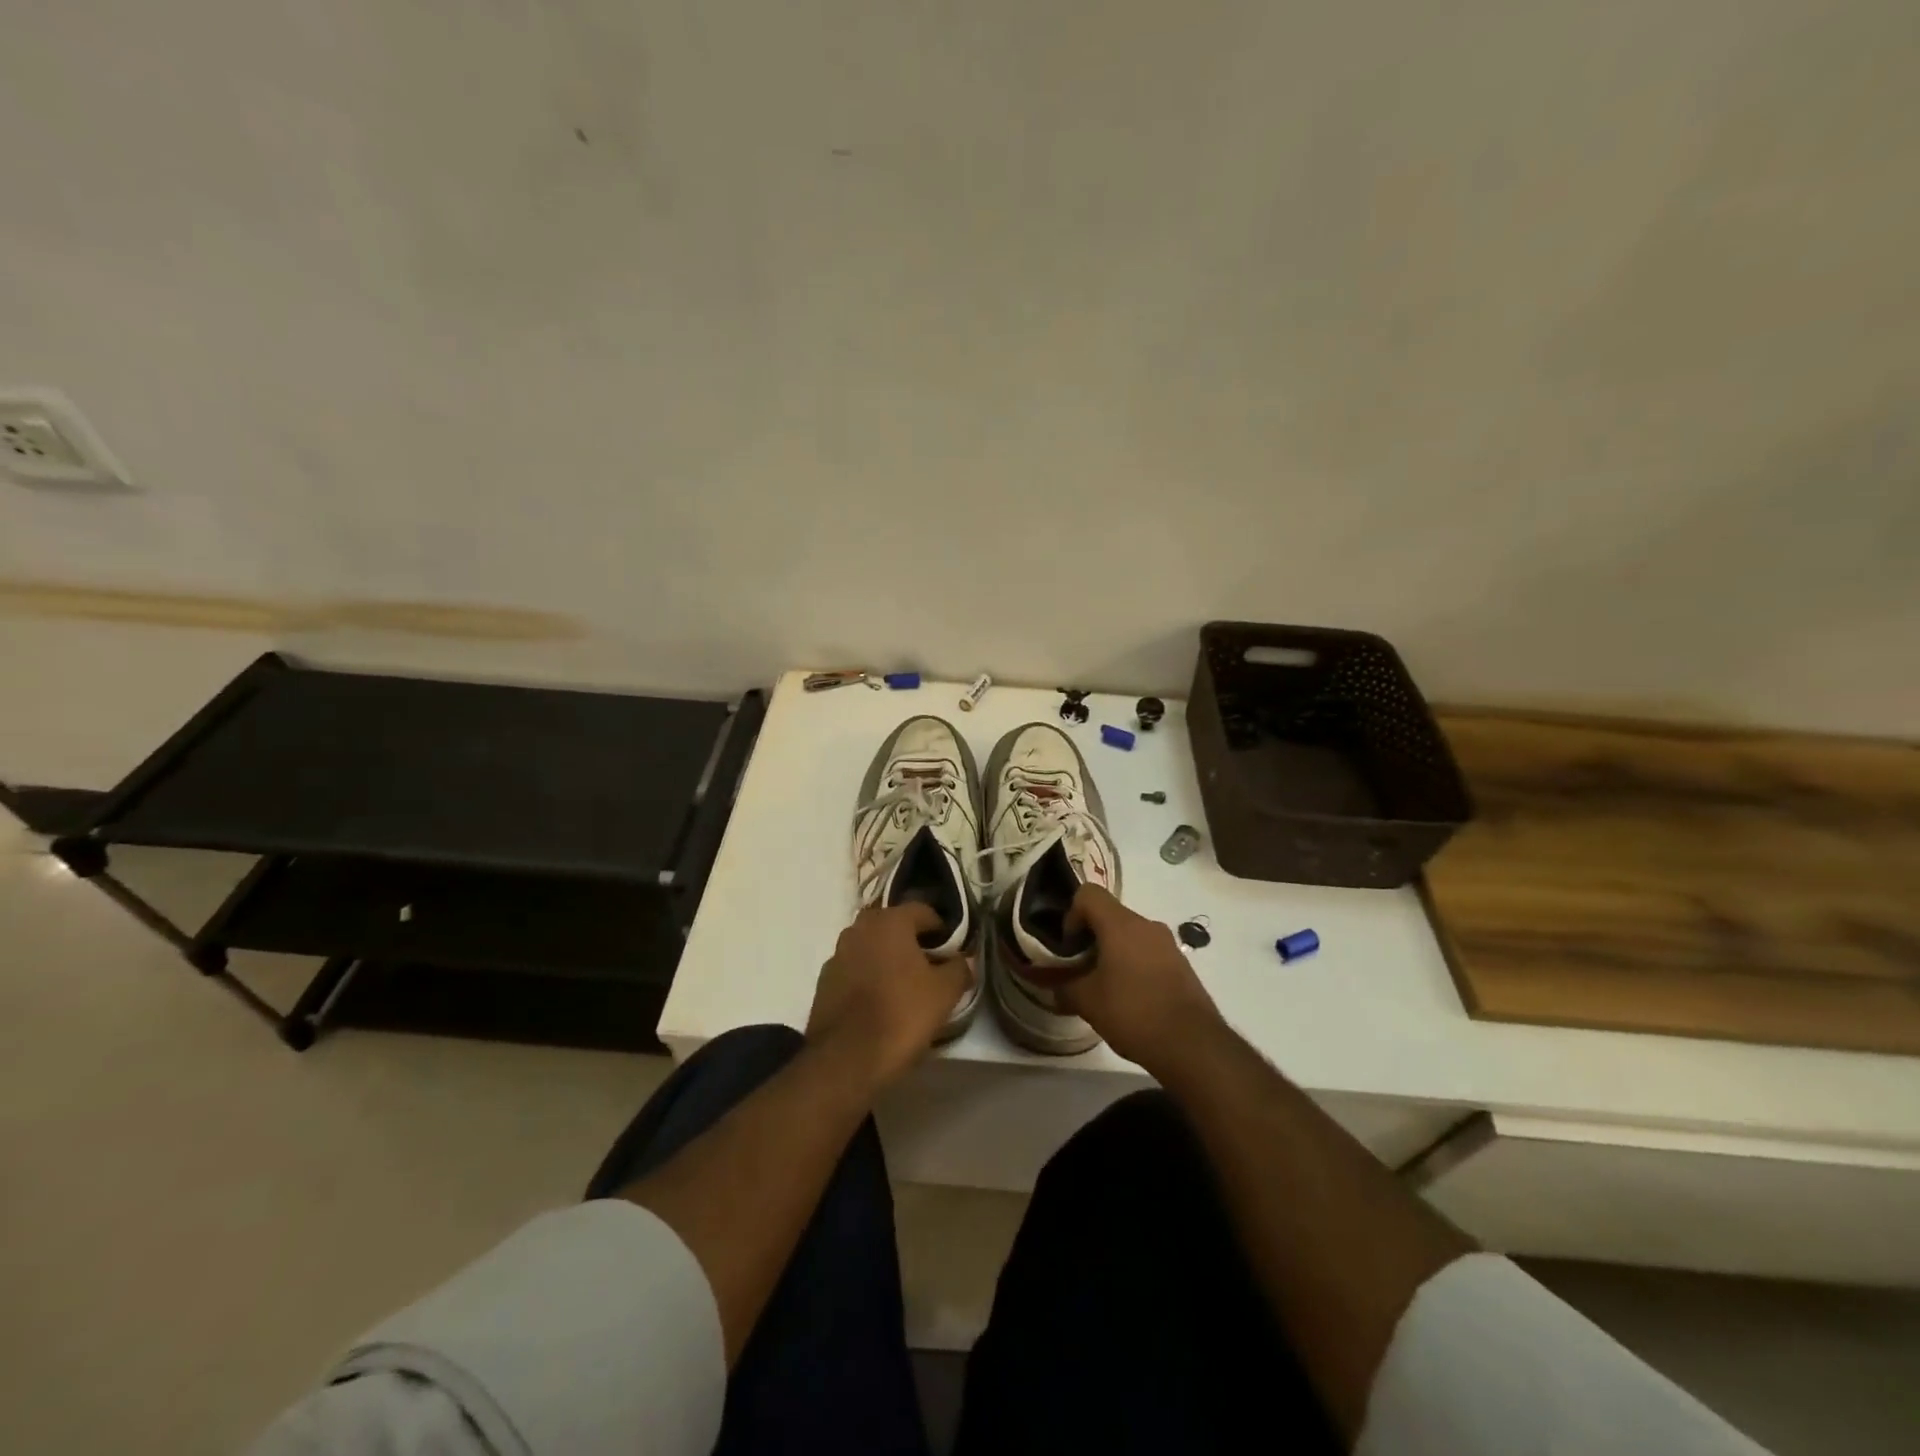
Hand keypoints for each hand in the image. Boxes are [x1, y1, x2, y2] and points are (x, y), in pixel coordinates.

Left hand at [806, 905, 972, 1090]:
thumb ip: (959, 968)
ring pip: (872, 947)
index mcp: (890, 921)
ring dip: (888, 958)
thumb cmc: (901, 1015)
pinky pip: (855, 969)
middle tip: (930, 967)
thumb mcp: (944, 993)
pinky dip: (869, 977)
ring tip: (906, 987)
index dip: (942, 930)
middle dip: (913, 941)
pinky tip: (880, 1002)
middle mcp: (859, 928)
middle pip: (894, 926)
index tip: (953, 953)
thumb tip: (964, 960)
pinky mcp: (824, 981)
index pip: (923, 911)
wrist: (845, 1059)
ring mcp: (837, 953)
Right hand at [1059, 885, 1221, 1075]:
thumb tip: (1056, 988)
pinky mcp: (1182, 964)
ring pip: (1130, 934)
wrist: (1193, 1044)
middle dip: (1091, 938)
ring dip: (1113, 952)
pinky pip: (1148, 952)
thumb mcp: (1087, 1002)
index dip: (1071, 915)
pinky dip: (1134, 965)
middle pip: (1109, 915)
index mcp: (1121, 924)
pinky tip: (1131, 999)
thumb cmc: (1133, 1012)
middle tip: (1082, 970)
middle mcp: (1147, 925)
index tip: (1070, 947)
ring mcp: (1168, 944)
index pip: (1088, 894)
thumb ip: (1065, 988)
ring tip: (1105, 988)